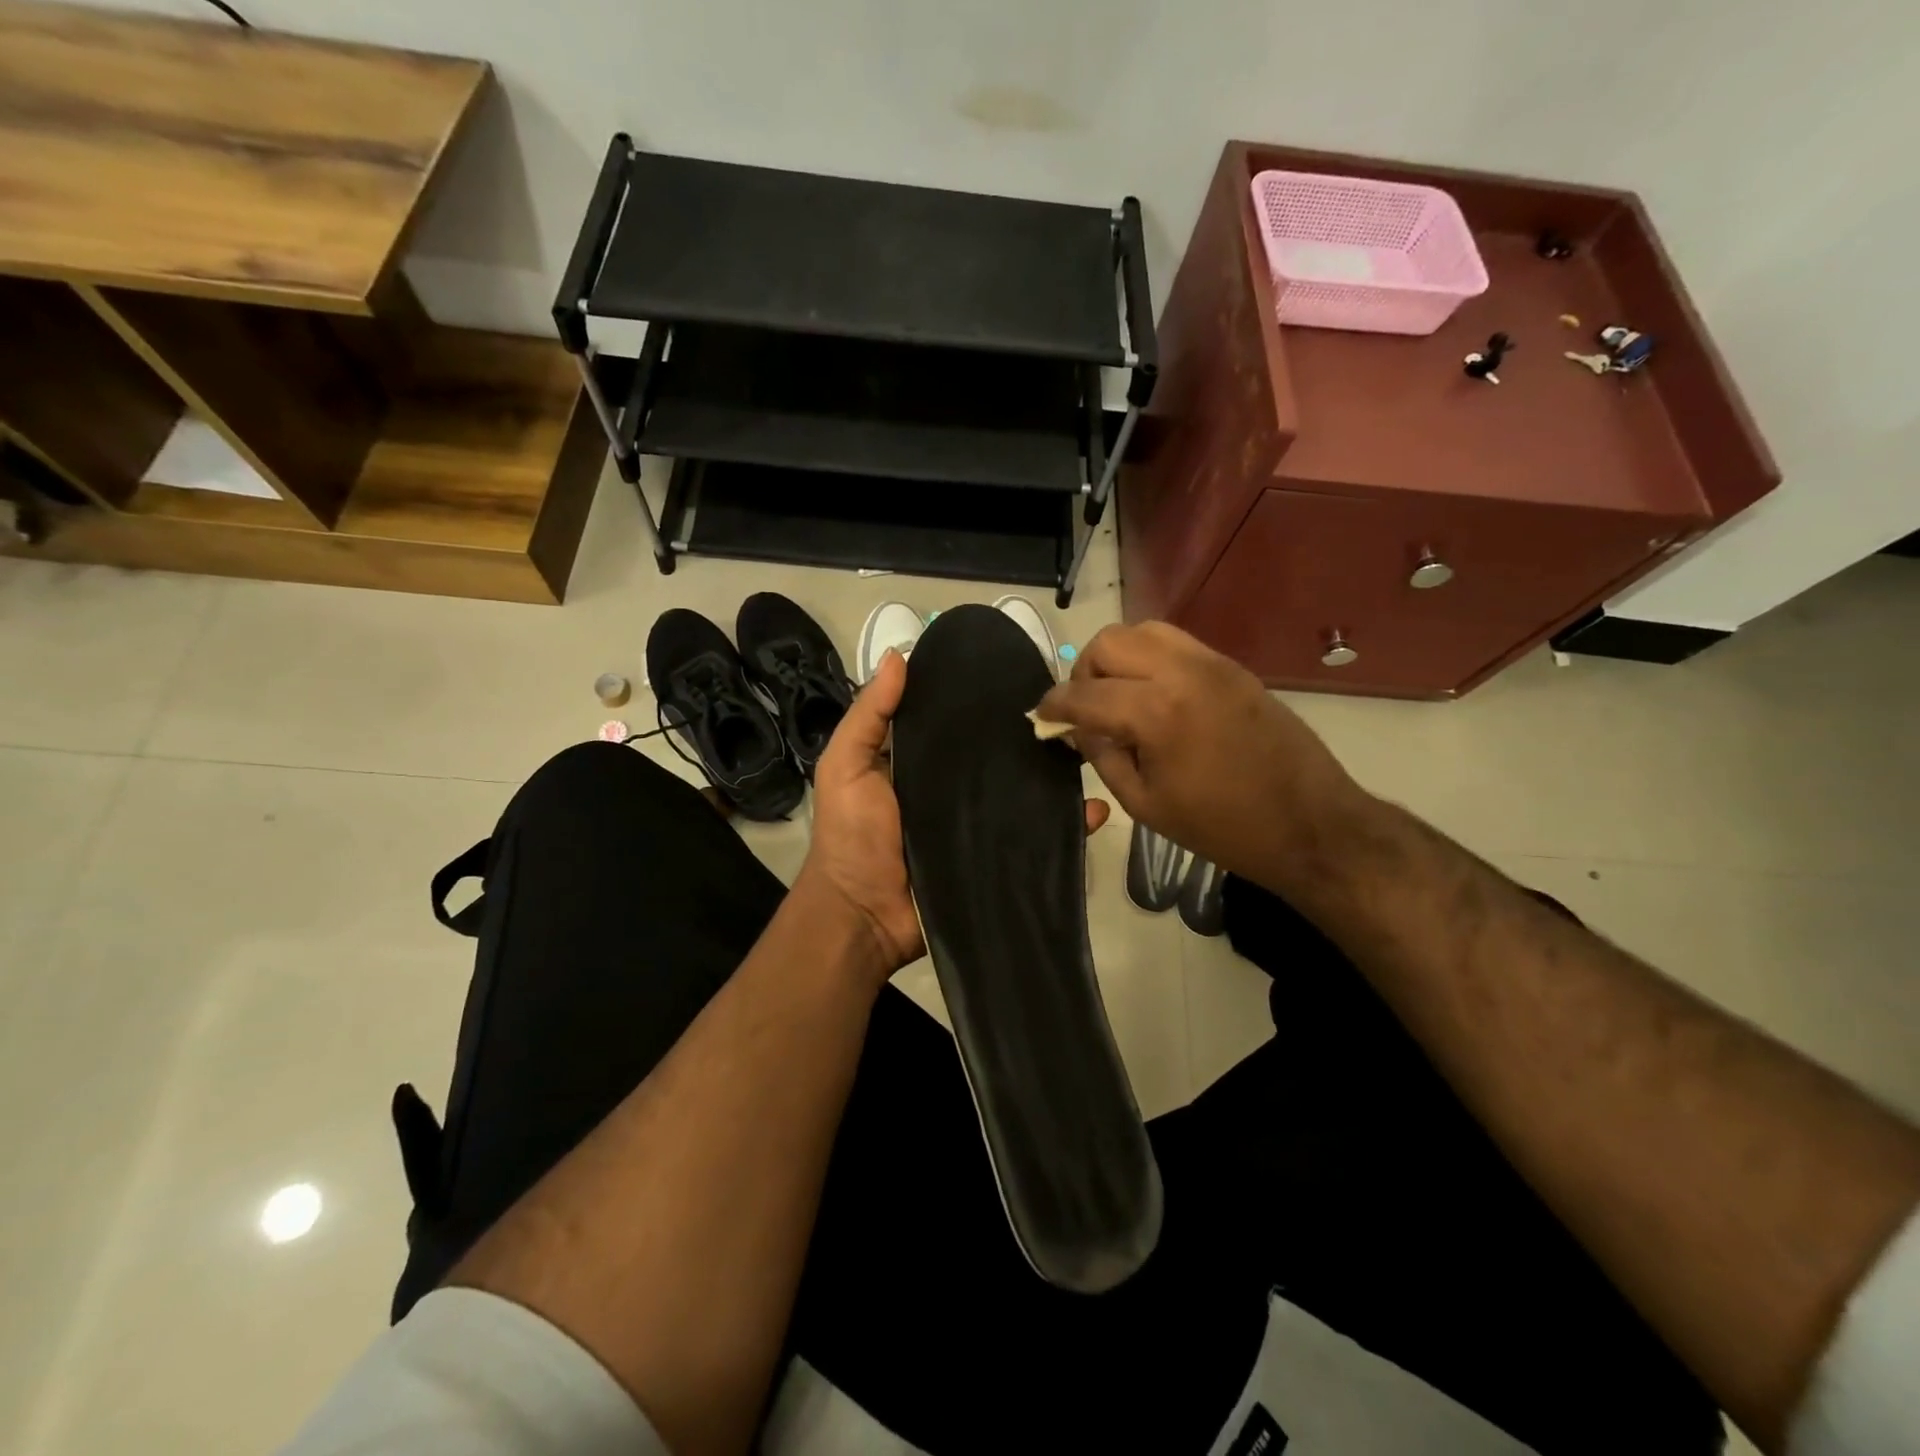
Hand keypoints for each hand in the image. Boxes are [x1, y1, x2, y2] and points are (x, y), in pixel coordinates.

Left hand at [804, 648, 1111, 980]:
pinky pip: (1037, 839)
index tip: (1019, 672)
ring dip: (1056, 778)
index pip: (958, 724)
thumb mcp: (845, 765)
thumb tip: (899, 655)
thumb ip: (869, 715)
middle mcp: (954, 789)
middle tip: (1070, 710)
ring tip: (1090, 753)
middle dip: (1029, 737)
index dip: (982, 701)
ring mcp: (980, 825)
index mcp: (921, 762)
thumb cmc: (851, 836)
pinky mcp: (998, 859)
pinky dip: (1067, 827)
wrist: (864, 918)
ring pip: (1024, 794)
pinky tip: (1093, 810)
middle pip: (997, 758)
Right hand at [1035, 622, 1361, 887]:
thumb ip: (1102, 756)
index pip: (1083, 694)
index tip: (1040, 718)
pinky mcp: (1232, 666)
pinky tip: (1153, 694)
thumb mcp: (1145, 804)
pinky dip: (1150, 657)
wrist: (1310, 823)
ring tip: (1118, 695)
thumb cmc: (1222, 828)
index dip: (1053, 706)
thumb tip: (1075, 728)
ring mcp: (1211, 663)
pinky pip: (1176, 643)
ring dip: (1117, 657)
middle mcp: (1181, 672)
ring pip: (1143, 631)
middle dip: (1084, 672)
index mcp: (1156, 713)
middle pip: (1108, 643)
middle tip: (1085, 709)